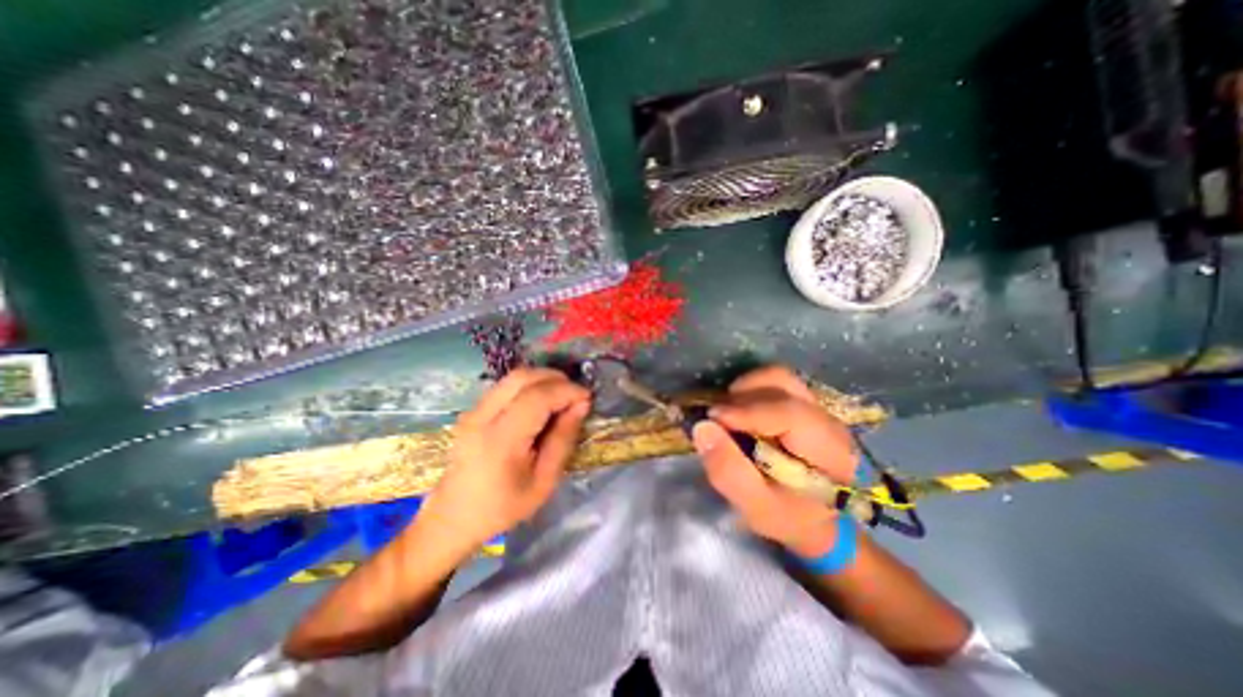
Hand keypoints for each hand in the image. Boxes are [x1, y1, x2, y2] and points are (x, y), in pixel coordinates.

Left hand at [418, 369, 592, 558]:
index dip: (567, 390)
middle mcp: (482, 417)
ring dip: (543, 379)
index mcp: (501, 440)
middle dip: (556, 379)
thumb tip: (581, 405)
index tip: (587, 398)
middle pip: (523, 377)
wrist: (452, 518)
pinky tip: (541, 403)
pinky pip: (506, 386)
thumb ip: (563, 439)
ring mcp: (473, 411)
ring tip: (562, 397)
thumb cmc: (502, 507)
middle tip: (575, 395)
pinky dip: (529, 386)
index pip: (538, 397)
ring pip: (514, 377)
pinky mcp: (472, 410)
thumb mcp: (544, 481)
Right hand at [691, 369, 855, 558]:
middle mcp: (826, 419)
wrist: (816, 520)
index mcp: (828, 450)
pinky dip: (750, 390)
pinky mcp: (803, 403)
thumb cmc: (788, 517)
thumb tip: (702, 427)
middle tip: (717, 417)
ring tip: (727, 414)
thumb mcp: (756, 507)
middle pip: (782, 383)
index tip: (711, 418)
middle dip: (742, 395)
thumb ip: (728, 471)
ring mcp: (816, 407)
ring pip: (777, 377)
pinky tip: (739, 412)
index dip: (745, 411)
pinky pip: (774, 383)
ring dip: (744, 389)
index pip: (788, 413)